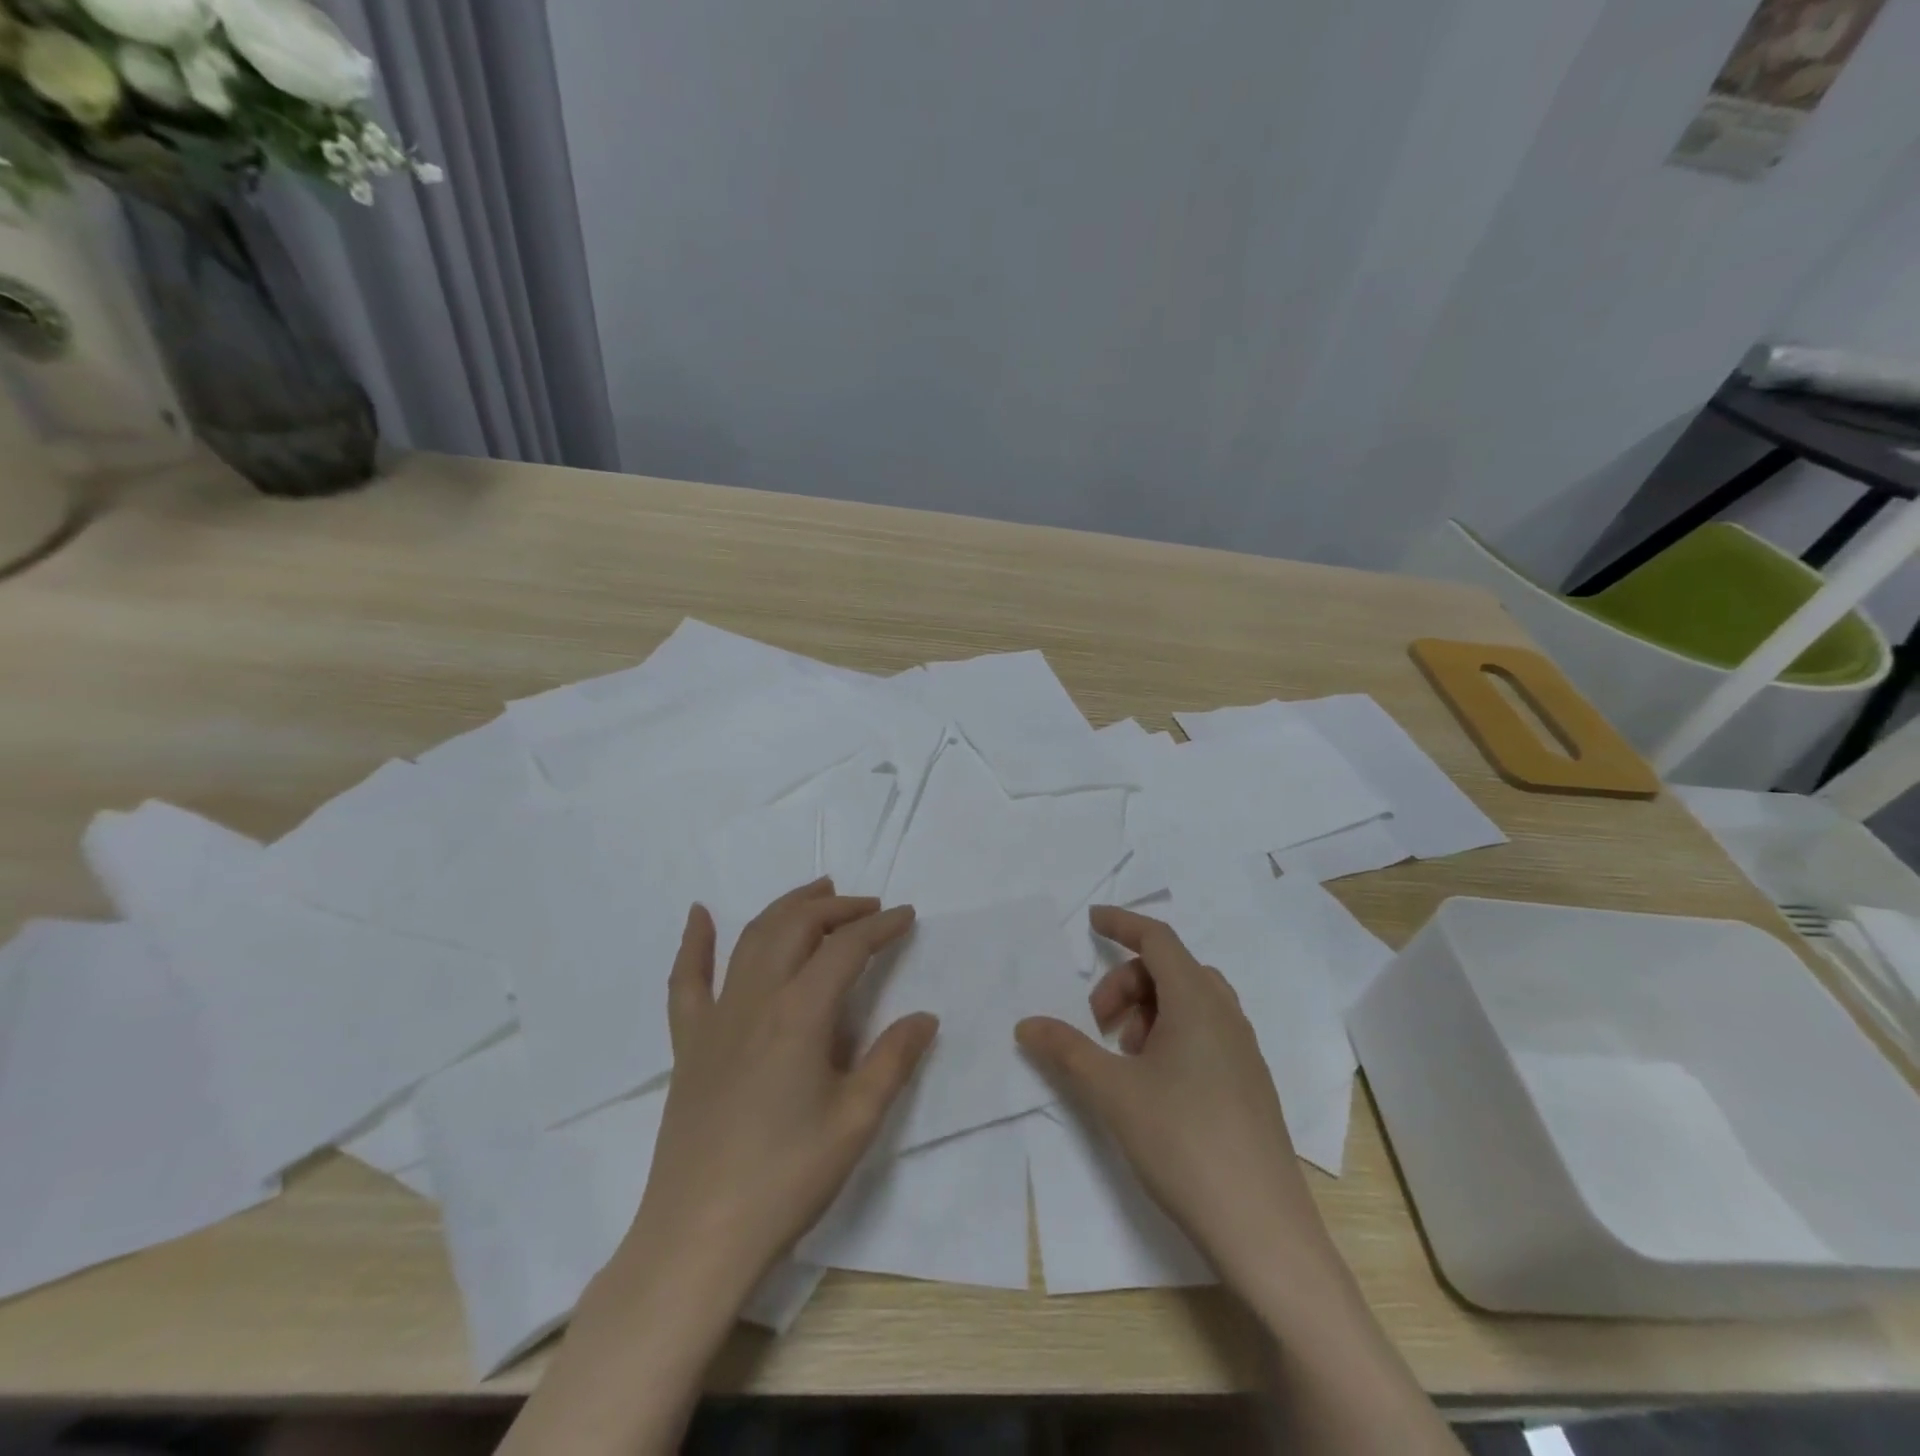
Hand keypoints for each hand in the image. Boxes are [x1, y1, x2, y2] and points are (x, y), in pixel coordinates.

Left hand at [614, 878, 936, 1301]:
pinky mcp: (689, 1042)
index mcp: (800, 1014)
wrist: (698, 1237)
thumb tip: (924, 1017)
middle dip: (837, 907)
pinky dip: (693, 942)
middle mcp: (756, 999)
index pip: (847, 949)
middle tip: (869, 906)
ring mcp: (716, 1018)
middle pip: (798, 927)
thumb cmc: (787, 1178)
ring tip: (817, 891)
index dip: (880, 926)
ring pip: (752, 938)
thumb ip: (892, 1060)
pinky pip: (686, 980)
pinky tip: (699, 915)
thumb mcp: (856, 1121)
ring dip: (787, 906)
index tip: (906, 915)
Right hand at [1015, 905, 1328, 1293]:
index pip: (1158, 938)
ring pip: (1191, 1001)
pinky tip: (1154, 1083)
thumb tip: (1026, 1024)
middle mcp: (1226, 1015)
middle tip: (1099, 1026)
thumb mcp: (1113, 1092)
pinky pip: (1206, 1031)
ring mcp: (1244, 1050)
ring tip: (1125, 1057)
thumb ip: (1067, 1050)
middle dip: (1128, 983)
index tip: (1091, 922)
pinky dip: (1172, 1034)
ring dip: (1150, 1011)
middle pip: (1171, 968)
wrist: (1262, 1228)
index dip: (1122, 923)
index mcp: (1198, 1001)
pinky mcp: (1249, 1082)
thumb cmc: (1183, 1142)